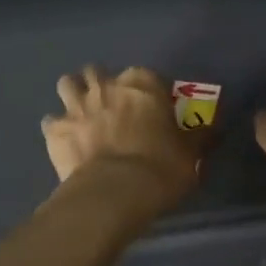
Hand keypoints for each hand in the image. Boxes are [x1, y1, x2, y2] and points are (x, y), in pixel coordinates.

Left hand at [42, 66, 203, 212]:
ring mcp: (76, 105)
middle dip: (103, 84)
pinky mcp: (55, 129)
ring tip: (82, 113)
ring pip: (67, 84)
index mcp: (142, 84)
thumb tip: (213, 127)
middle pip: (98, 71)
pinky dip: (57, 128)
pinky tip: (65, 141)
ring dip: (74, 94)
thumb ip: (199, 136)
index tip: (152, 107)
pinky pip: (51, 121)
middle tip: (112, 106)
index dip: (148, 90)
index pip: (146, 75)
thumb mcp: (190, 153)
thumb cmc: (160, 167)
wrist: (114, 193)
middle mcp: (106, 85)